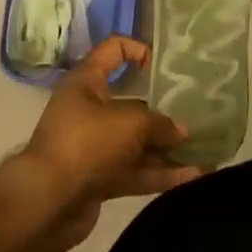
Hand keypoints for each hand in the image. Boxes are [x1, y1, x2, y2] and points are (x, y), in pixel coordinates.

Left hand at [10, 37, 199, 251]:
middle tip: (196, 113)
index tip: (165, 65)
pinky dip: (161, 174)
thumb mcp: (130, 123)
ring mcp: (94, 147)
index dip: (139, 50)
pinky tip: (193, 177)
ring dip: (167, 147)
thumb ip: (160, 123)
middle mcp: (89, 110)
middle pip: (131, 102)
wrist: (47, 202)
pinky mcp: (99, 178)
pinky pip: (135, 171)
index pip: (113, 50)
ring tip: (204, 149)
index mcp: (87, 83)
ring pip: (136, 142)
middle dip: (164, 110)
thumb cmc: (87, 144)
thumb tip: (180, 130)